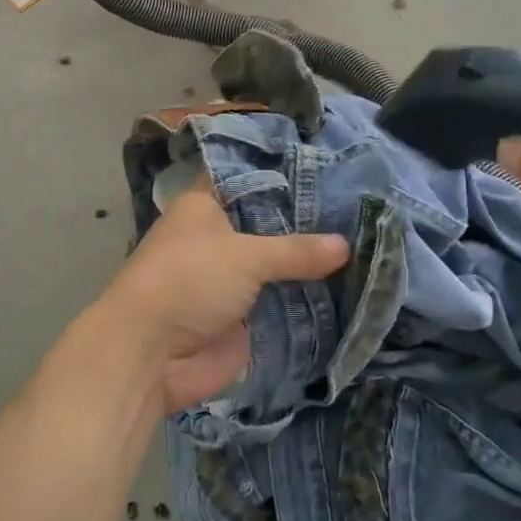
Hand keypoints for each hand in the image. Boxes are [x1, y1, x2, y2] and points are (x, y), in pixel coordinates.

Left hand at [87, 183, 348, 414]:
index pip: (249, 177)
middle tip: (362, 206)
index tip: (331, 165)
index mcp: (206, 206)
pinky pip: (283, 303)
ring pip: (279, 265)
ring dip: (313, 264)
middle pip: (271, 223)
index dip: (284, 172)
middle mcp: (219, 237)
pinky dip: (309, 300)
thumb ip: (295, 250)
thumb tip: (345, 245)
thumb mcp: (245, 256)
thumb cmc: (188, 281)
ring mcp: (233, 279)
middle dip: (309, 221)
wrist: (151, 354)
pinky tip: (355, 287)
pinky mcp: (244, 317)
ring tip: (370, 243)